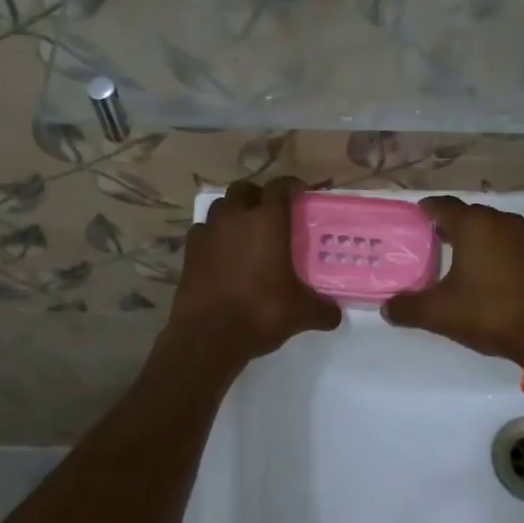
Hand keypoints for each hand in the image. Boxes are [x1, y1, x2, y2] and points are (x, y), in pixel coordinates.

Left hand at [169, 177, 341, 365]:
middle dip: (258, 196)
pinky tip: (223, 254)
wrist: (207, 336)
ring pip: (221, 207)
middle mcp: (234, 217)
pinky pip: (203, 231)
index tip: (301, 194)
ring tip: (246, 232)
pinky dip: (214, 235)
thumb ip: (323, 309)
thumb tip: (335, 314)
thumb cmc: (259, 312)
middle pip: (245, 189)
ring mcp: (208, 232)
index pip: (279, 187)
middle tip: (272, 214)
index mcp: (266, 221)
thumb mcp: (301, 313)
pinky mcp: (189, 250)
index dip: (292, 186)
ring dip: (234, 213)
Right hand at [382, 196, 523, 363]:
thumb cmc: (490, 312)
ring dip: (469, 238)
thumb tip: (386, 307)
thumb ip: (407, 307)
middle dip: (445, 225)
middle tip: (424, 242)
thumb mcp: (440, 313)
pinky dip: (488, 250)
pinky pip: (503, 242)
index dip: (424, 210)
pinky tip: (479, 272)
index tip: (410, 220)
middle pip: (465, 214)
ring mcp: (521, 236)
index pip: (441, 205)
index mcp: (473, 224)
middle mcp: (498, 221)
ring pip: (486, 228)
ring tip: (448, 257)